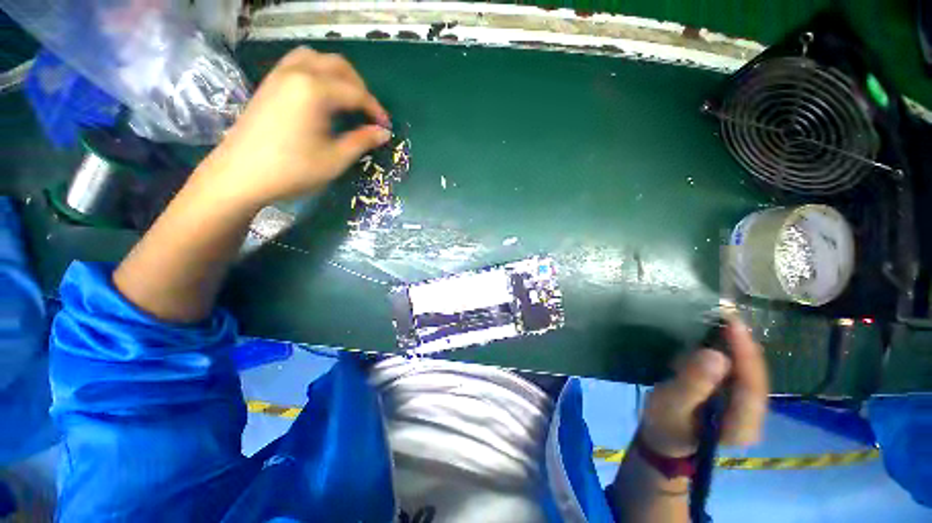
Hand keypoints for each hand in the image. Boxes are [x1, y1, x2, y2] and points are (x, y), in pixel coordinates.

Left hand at [194, 47, 391, 209]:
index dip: (375, 110)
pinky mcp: (269, 83)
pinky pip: (298, 65)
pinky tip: (321, 96)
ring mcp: (279, 75)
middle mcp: (297, 73)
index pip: (356, 93)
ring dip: (337, 75)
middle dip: (360, 87)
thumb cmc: (292, 170)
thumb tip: (383, 133)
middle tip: (369, 113)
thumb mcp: (335, 159)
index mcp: (315, 91)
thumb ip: (362, 141)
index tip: (386, 127)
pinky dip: (316, 73)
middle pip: (338, 66)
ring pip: (316, 59)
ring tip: (347, 99)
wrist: (240, 175)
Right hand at [639, 319, 768, 457]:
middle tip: (723, 314)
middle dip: (742, 344)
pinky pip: (738, 370)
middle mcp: (753, 417)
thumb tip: (715, 354)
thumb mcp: (671, 404)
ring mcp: (746, 407)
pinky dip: (728, 351)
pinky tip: (715, 337)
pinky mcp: (736, 397)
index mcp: (741, 426)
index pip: (752, 386)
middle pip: (755, 375)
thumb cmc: (664, 423)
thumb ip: (692, 384)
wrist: (664, 437)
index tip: (732, 323)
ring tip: (720, 320)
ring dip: (736, 345)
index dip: (745, 353)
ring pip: (749, 370)